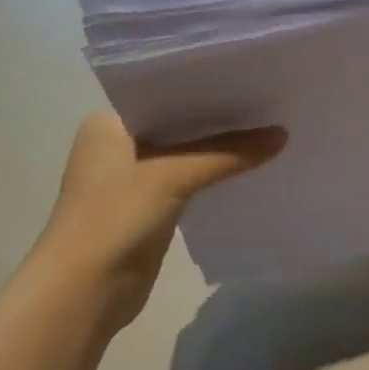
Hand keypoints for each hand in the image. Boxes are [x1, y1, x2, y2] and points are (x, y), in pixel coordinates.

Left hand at [33, 112, 285, 329]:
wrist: (85, 291)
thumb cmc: (115, 218)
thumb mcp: (172, 175)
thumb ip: (228, 153)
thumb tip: (283, 135)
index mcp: (108, 123)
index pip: (165, 92)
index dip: (207, 87)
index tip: (250, 77)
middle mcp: (118, 144)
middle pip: (179, 124)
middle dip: (220, 118)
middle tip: (270, 102)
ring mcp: (133, 179)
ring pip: (187, 153)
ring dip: (221, 148)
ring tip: (269, 129)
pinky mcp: (150, 208)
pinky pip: (190, 181)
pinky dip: (215, 175)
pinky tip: (250, 167)